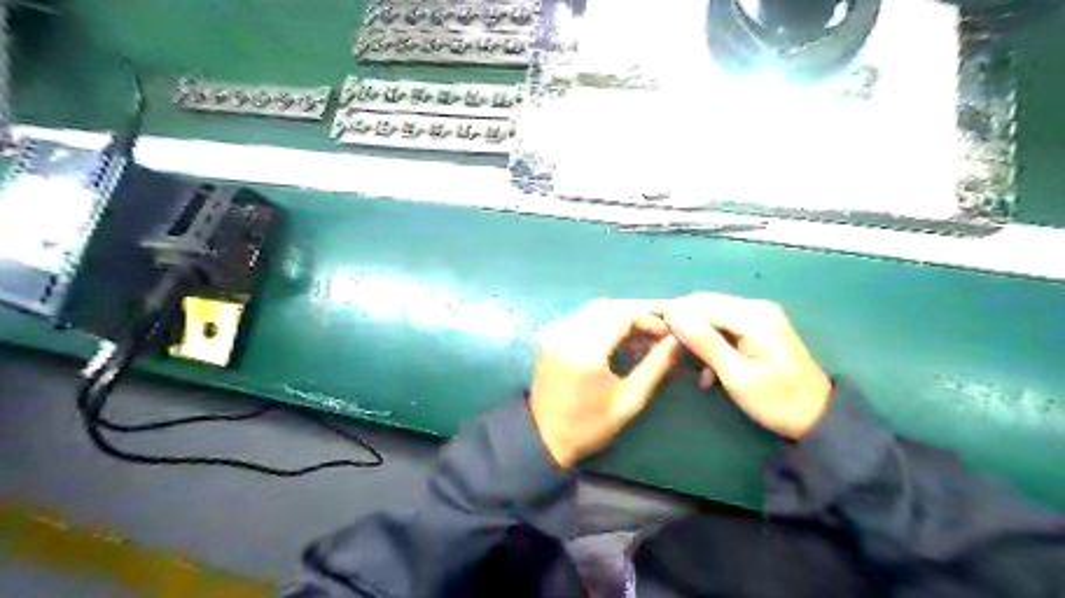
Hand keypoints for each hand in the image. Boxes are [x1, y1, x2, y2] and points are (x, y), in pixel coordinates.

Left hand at [529, 298, 680, 467]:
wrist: (543, 437)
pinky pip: (581, 316)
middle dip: (636, 315)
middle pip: (609, 306)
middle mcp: (568, 333)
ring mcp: (555, 332)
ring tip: (636, 339)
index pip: (624, 314)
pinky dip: (600, 321)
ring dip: (618, 316)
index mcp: (587, 350)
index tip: (666, 336)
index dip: (649, 320)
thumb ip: (656, 367)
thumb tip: (678, 341)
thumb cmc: (590, 425)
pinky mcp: (550, 335)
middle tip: (654, 336)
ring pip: (594, 308)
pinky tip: (612, 340)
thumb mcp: (630, 400)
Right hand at [663, 294, 831, 438]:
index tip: (644, 323)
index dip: (671, 313)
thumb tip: (673, 314)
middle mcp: (756, 308)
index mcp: (753, 316)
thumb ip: (705, 343)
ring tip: (680, 363)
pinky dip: (709, 343)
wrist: (819, 420)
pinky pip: (724, 327)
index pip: (700, 305)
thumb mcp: (737, 377)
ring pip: (712, 317)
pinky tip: (704, 370)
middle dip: (680, 324)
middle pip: (705, 306)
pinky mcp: (759, 328)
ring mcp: (759, 317)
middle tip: (656, 344)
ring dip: (694, 337)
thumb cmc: (778, 403)